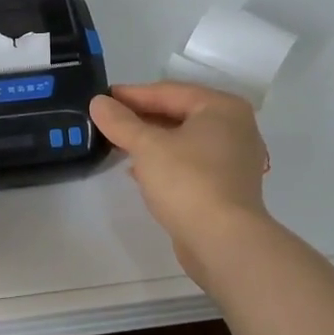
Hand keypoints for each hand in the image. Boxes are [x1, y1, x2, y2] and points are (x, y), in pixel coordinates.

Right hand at [89, 82, 272, 289]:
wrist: (224, 242)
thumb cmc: (188, 181)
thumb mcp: (147, 146)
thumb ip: (121, 122)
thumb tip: (98, 102)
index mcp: (222, 108)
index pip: (169, 91)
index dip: (132, 95)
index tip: (103, 98)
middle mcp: (234, 128)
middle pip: (178, 114)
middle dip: (141, 118)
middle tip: (107, 120)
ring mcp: (234, 159)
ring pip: (183, 140)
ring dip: (151, 141)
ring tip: (118, 144)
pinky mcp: (227, 187)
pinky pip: (190, 163)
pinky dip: (165, 162)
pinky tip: (138, 171)